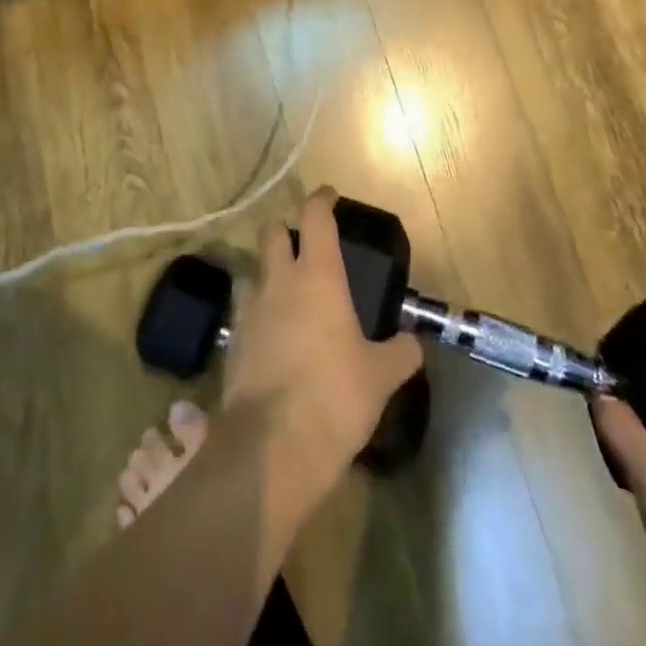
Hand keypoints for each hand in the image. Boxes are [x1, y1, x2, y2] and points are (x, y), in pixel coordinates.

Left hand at [221, 188, 423, 502]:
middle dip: (285, 230)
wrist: (271, 449)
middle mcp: (279, 282)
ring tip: (287, 296)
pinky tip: (274, 339)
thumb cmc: (334, 397)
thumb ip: (400, 353)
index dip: (322, 200)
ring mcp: (250, 311)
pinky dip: (259, 315)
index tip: (329, 196)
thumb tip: (413, 344)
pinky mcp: (233, 343)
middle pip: (271, 233)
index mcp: (317, 276)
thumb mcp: (381, 377)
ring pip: (253, 272)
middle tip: (304, 246)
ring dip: (267, 274)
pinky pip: (245, 313)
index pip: (315, 217)